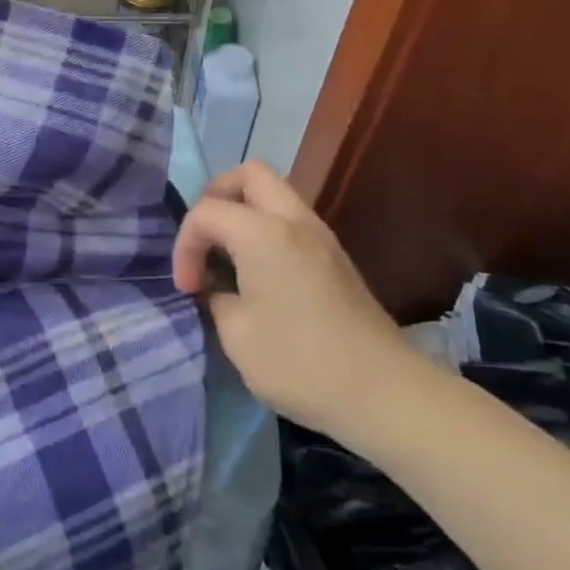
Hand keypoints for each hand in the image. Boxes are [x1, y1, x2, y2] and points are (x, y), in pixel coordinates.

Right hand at [172, 162, 421, 436]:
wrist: (385, 394)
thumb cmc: (300, 363)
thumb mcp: (237, 335)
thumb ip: (216, 297)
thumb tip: (217, 287)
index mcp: (264, 233)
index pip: (206, 211)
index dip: (185, 246)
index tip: (189, 289)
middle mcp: (295, 221)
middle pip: (249, 175)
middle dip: (216, 199)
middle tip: (206, 241)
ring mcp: (321, 236)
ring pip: (274, 194)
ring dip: (243, 214)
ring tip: (227, 258)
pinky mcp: (335, 258)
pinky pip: (290, 221)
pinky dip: (265, 231)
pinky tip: (256, 274)